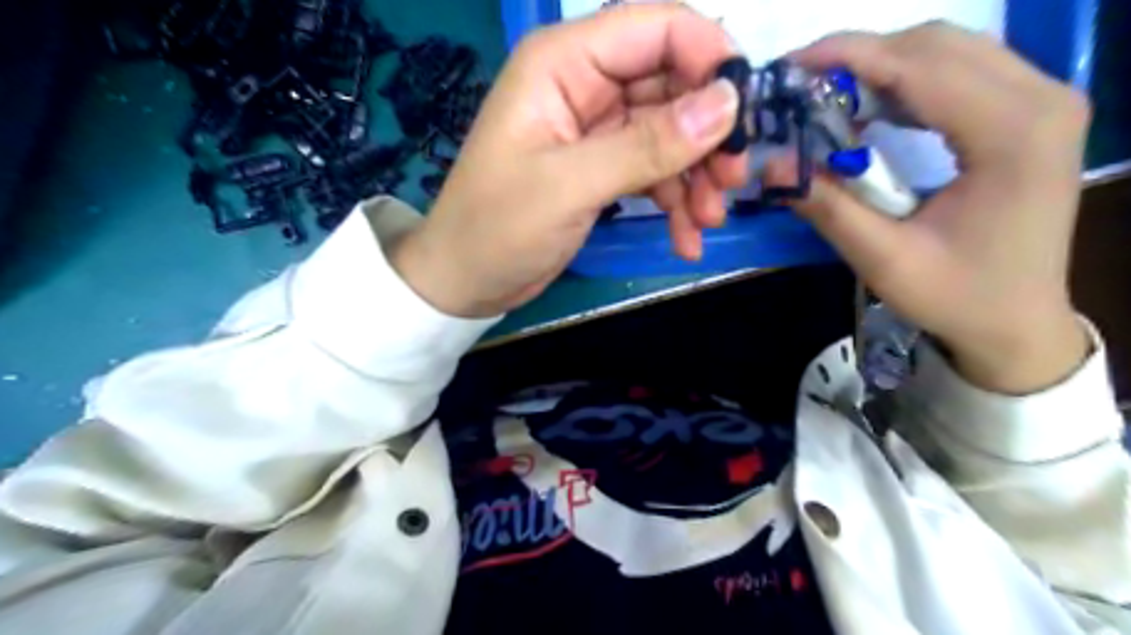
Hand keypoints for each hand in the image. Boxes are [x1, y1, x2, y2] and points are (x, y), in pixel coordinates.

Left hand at [390, 5, 748, 318]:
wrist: (466, 281)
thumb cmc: (498, 227)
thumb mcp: (570, 185)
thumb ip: (647, 145)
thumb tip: (727, 105)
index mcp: (562, 63)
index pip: (654, 29)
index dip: (708, 56)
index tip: (747, 109)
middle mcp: (583, 84)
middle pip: (670, 84)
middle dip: (707, 133)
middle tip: (732, 180)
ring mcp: (595, 129)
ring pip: (669, 133)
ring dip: (695, 176)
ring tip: (709, 220)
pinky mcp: (601, 168)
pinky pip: (653, 170)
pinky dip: (674, 201)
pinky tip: (686, 239)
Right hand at [768, 23, 1086, 390]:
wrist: (1018, 323)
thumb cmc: (957, 297)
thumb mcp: (883, 259)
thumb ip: (828, 205)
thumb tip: (772, 164)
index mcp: (1013, 133)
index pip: (920, 66)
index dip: (848, 58)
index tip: (790, 67)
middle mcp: (1041, 99)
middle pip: (937, 45)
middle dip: (860, 57)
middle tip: (801, 88)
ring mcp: (1043, 102)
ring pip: (949, 51)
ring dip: (881, 67)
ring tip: (827, 98)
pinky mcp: (1031, 115)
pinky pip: (962, 73)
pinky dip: (907, 82)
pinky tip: (870, 110)